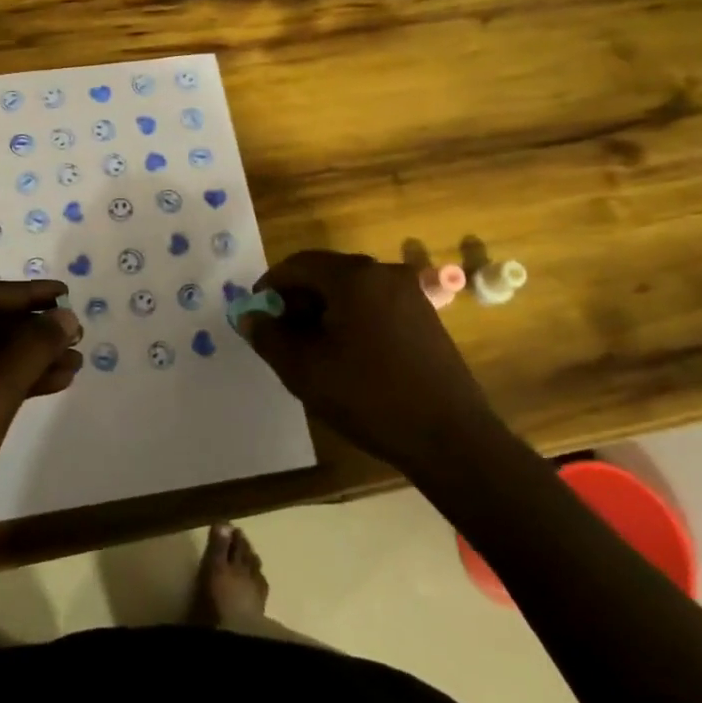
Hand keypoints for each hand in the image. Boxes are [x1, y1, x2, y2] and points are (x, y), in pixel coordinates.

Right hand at [239, 251, 499, 470]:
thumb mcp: (304, 370)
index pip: (297, 265)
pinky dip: (351, 319)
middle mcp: (383, 273)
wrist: (451, 437)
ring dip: (324, 310)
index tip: (257, 315)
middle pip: (325, 273)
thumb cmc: (369, 397)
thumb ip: (269, 337)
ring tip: (311, 349)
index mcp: (353, 277)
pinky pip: (374, 305)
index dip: (270, 286)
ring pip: (351, 290)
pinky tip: (347, 355)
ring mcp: (409, 294)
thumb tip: (250, 317)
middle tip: (281, 335)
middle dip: (297, 299)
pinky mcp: (425, 317)